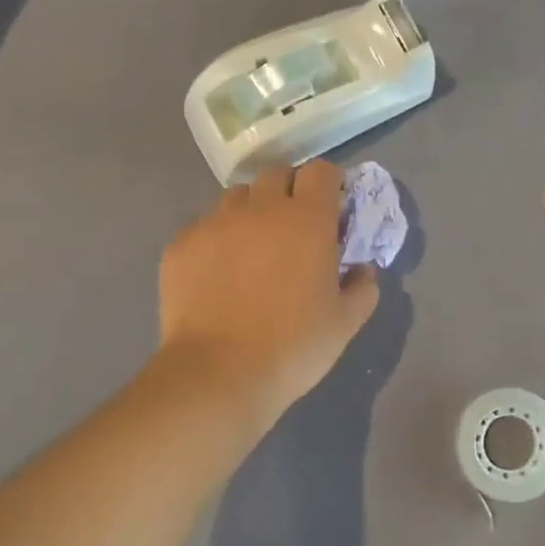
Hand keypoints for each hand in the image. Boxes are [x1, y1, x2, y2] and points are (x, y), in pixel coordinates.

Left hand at [157, 161, 379, 431]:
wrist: (218, 375)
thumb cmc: (293, 347)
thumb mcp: (345, 323)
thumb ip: (363, 287)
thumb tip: (362, 269)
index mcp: (307, 219)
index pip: (320, 171)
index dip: (328, 184)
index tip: (330, 210)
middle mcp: (260, 208)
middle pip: (276, 174)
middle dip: (288, 192)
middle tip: (292, 230)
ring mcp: (215, 223)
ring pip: (236, 197)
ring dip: (250, 212)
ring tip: (251, 250)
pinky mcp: (181, 244)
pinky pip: (203, 226)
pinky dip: (216, 240)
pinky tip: (217, 275)